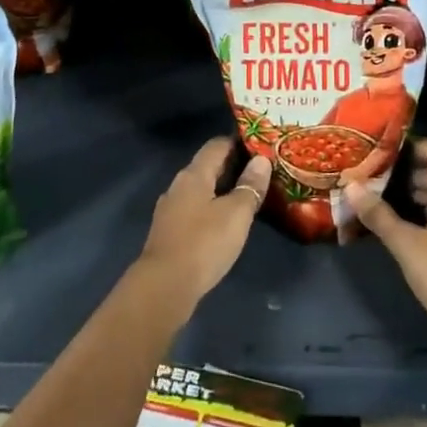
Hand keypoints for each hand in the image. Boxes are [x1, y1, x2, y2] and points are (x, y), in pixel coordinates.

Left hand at [135, 138, 270, 313]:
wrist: (165, 285)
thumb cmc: (204, 243)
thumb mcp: (236, 214)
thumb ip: (250, 186)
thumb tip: (261, 160)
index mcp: (194, 174)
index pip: (216, 145)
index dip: (238, 141)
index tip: (260, 145)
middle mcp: (179, 185)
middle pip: (207, 166)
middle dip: (233, 165)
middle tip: (261, 170)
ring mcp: (171, 208)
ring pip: (201, 188)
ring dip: (222, 188)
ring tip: (247, 194)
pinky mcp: (170, 230)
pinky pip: (195, 208)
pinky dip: (212, 207)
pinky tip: (226, 220)